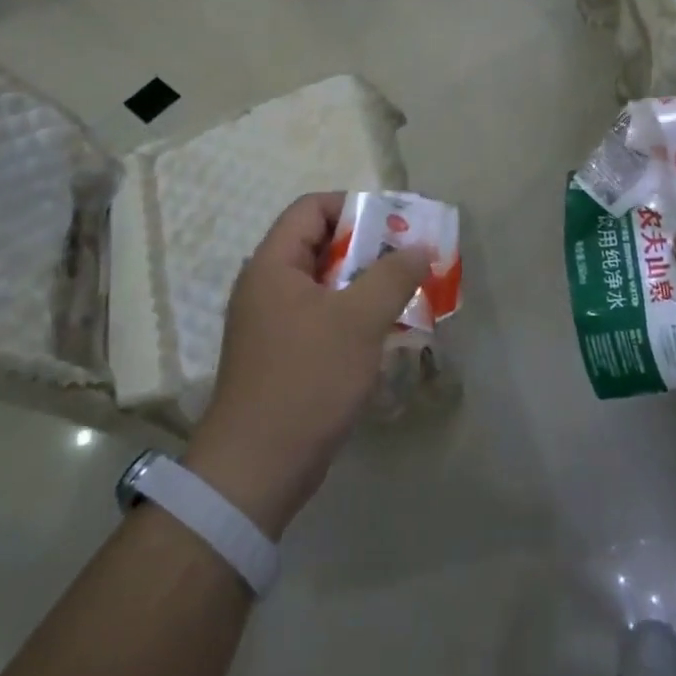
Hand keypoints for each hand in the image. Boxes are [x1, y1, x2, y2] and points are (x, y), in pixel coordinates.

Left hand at [183, 193, 432, 538]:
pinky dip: (354, 317)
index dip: (355, 207)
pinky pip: (323, 318)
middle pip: (321, 245)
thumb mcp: (359, 320)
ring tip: (407, 296)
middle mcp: (267, 286)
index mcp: (273, 265)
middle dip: (370, 249)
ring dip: (366, 286)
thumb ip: (392, 275)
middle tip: (410, 261)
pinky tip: (384, 334)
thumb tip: (418, 247)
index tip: (396, 226)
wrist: (257, 469)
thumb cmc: (307, 380)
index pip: (312, 208)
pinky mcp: (283, 356)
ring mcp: (273, 324)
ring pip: (326, 285)